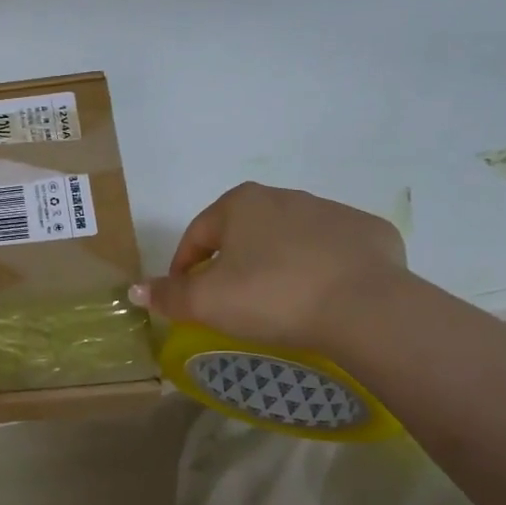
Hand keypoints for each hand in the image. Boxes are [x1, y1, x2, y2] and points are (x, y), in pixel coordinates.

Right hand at [132, 184, 407, 350]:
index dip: (184, 266)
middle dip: (230, 263)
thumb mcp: (206, 302)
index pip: (197, 234)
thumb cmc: (271, 296)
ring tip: (277, 302)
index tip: (185, 297)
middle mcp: (285, 196)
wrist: (365, 307)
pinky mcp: (369, 234)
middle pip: (243, 233)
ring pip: (288, 239)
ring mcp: (332, 212)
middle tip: (230, 301)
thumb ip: (167, 295)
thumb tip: (136, 289)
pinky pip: (332, 251)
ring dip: (275, 263)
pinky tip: (321, 297)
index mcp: (241, 204)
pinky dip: (320, 269)